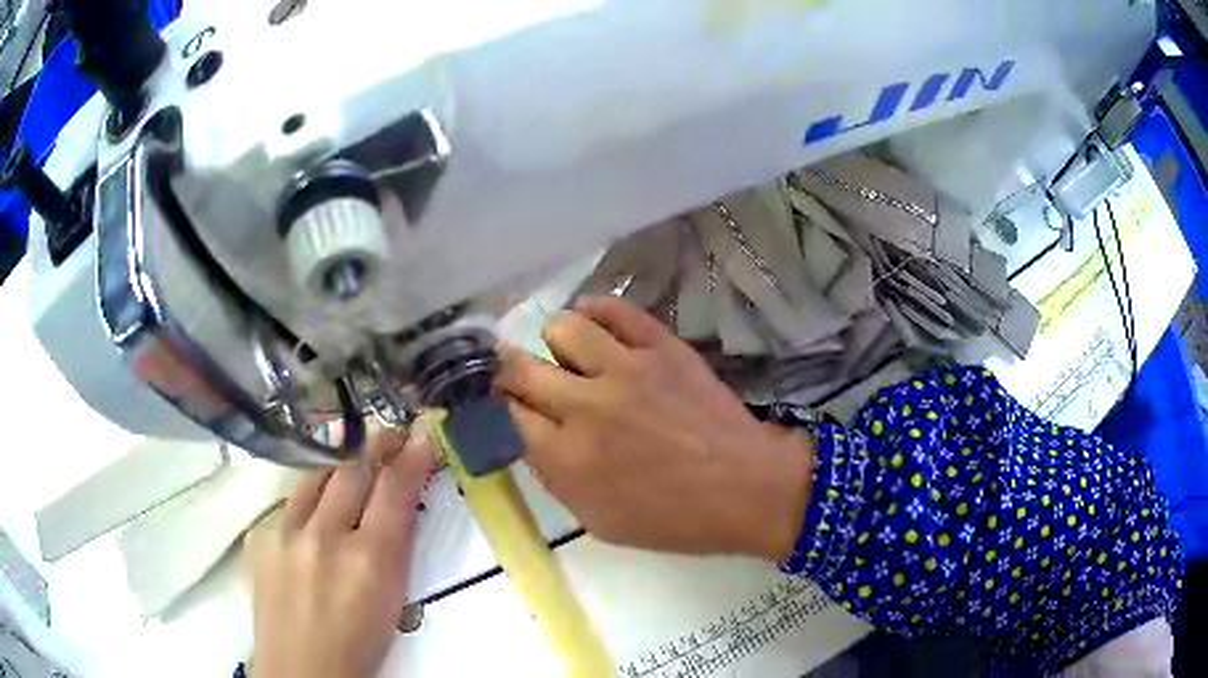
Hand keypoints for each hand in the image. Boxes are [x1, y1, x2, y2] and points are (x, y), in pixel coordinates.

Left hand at [246, 426, 433, 677]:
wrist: (300, 668)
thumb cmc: (358, 644)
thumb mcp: (392, 600)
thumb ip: (395, 547)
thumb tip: (399, 501)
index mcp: (369, 563)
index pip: (393, 493)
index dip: (410, 459)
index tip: (420, 434)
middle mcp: (324, 539)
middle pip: (352, 472)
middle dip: (376, 446)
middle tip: (389, 432)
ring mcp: (285, 534)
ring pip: (315, 477)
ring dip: (339, 464)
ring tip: (352, 454)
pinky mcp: (260, 537)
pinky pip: (289, 503)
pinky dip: (308, 500)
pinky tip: (313, 511)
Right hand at [496, 296, 813, 560]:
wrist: (746, 487)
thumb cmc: (674, 519)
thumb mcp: (600, 522)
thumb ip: (555, 478)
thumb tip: (530, 435)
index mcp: (568, 460)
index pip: (506, 415)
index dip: (500, 408)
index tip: (505, 406)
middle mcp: (586, 407)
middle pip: (519, 369)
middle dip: (510, 373)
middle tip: (523, 379)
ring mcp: (626, 369)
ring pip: (561, 328)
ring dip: (556, 344)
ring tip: (572, 359)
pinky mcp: (660, 345)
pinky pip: (612, 308)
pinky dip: (594, 312)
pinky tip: (595, 328)